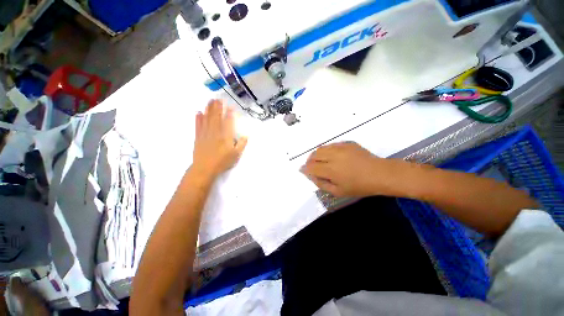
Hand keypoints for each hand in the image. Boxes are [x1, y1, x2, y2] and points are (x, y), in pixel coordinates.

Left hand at [192, 100, 247, 179]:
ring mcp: (205, 133)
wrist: (205, 168)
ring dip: (208, 108)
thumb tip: (246, 136)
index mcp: (226, 135)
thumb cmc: (222, 162)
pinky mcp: (198, 137)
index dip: (230, 113)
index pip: (228, 121)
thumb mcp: (236, 155)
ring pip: (207, 118)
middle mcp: (215, 131)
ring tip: (210, 101)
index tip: (230, 106)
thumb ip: (242, 144)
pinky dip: (198, 118)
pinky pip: (198, 125)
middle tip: (218, 98)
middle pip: (216, 116)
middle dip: (218, 107)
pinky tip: (198, 112)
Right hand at [301, 142, 396, 197]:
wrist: (380, 174)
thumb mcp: (338, 191)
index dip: (305, 169)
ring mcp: (341, 147)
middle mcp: (334, 156)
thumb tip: (310, 175)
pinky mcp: (347, 143)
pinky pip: (331, 145)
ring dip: (317, 155)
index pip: (311, 167)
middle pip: (314, 155)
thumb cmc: (359, 186)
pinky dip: (327, 150)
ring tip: (320, 161)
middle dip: (309, 161)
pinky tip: (332, 156)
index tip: (303, 170)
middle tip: (312, 167)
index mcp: (331, 170)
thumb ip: (321, 183)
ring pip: (321, 148)